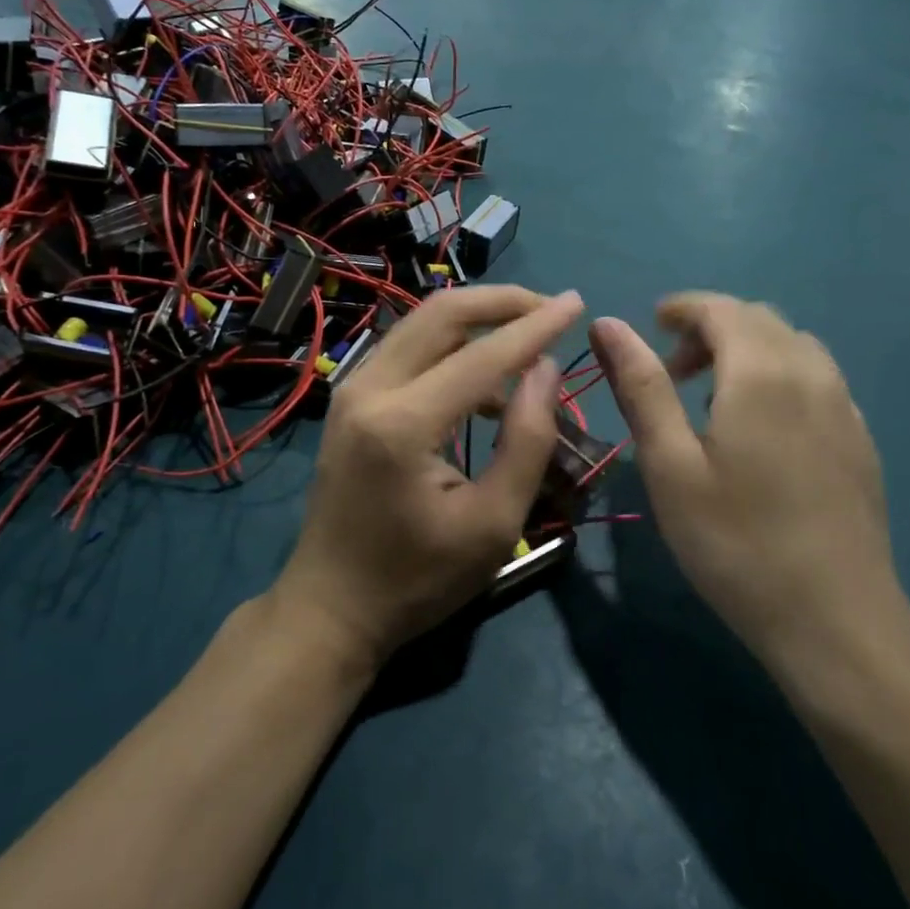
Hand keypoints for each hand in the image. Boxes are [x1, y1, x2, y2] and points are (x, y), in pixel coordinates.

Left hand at [272, 286, 583, 669]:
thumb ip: (526, 441)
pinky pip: (409, 348)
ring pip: (422, 323)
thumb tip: (547, 369)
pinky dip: (452, 346)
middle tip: (551, 308)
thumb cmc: (417, 579)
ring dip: (477, 319)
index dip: (535, 326)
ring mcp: (352, 388)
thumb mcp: (492, 525)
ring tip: (528, 340)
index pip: (482, 356)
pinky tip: (487, 382)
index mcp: (402, 424)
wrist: (331, 607)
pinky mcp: (350, 397)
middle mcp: (369, 389)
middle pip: (441, 313)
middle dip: (502, 301)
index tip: (577, 302)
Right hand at [590, 295, 908, 674]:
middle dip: (711, 328)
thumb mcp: (670, 464)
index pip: (721, 308)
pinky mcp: (861, 438)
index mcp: (761, 371)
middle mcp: (811, 372)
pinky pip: (817, 377)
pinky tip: (763, 426)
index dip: (682, 308)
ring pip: (792, 344)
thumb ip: (641, 386)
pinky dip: (780, 374)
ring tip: (714, 395)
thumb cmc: (736, 542)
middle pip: (758, 319)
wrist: (836, 621)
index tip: (651, 326)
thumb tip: (609, 324)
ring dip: (747, 349)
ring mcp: (844, 406)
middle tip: (673, 371)